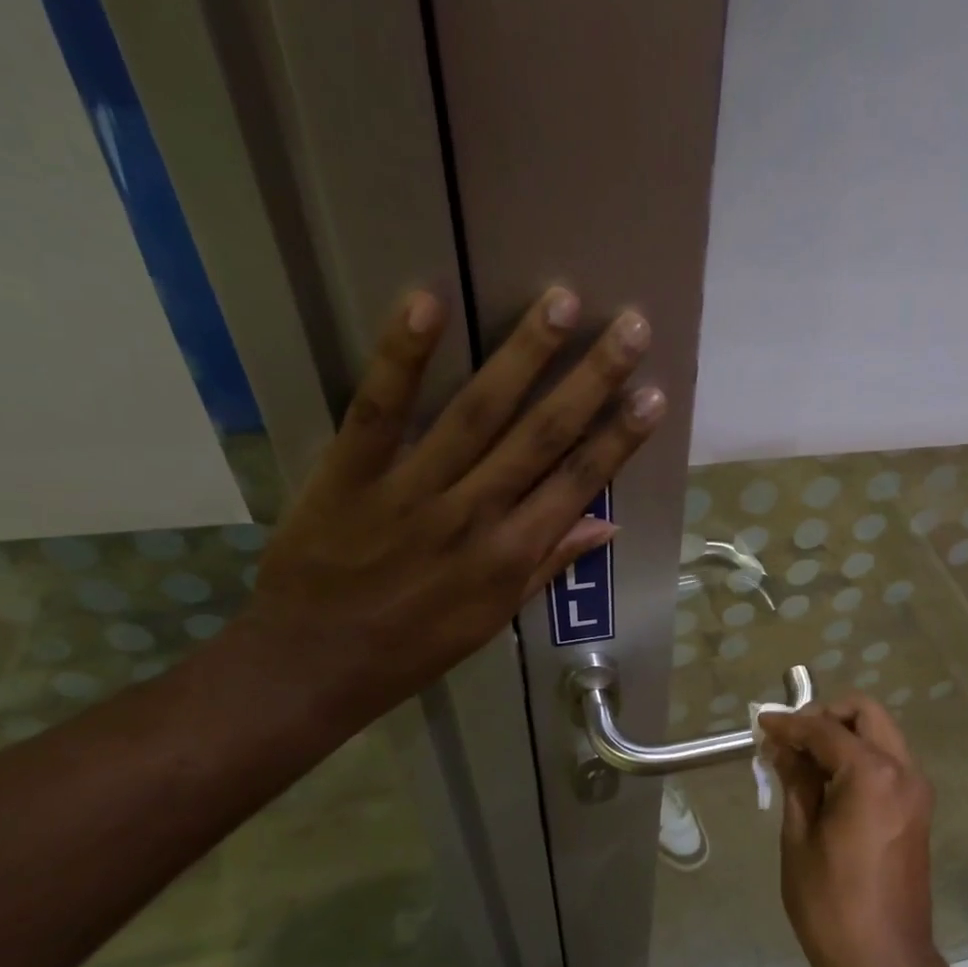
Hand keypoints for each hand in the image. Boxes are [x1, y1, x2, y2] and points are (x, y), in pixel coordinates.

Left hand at [248, 285, 664, 719]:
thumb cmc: (413, 648)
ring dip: (523, 355)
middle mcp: (474, 515)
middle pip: (542, 436)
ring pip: (477, 412)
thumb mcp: (492, 618)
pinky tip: (428, 301)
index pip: (578, 484)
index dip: (619, 439)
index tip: (654, 396)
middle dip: (591, 379)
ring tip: (562, 300)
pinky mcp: (349, 473)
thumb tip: (606, 525)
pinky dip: (403, 356)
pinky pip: (380, 409)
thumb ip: (548, 565)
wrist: (313, 665)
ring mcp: (412, 490)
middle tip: (632, 327)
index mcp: (511, 555)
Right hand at [759, 696, 944, 966]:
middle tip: (791, 738)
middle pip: (866, 714)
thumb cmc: (830, 903)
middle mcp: (903, 771)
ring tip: (802, 761)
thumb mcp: (800, 837)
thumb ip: (795, 780)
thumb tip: (782, 746)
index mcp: (873, 774)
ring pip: (881, 735)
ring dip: (843, 736)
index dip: (790, 723)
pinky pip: (887, 763)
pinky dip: (858, 757)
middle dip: (827, 715)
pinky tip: (826, 782)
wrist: (884, 962)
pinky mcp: (917, 810)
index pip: (826, 729)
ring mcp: (916, 790)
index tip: (761, 723)